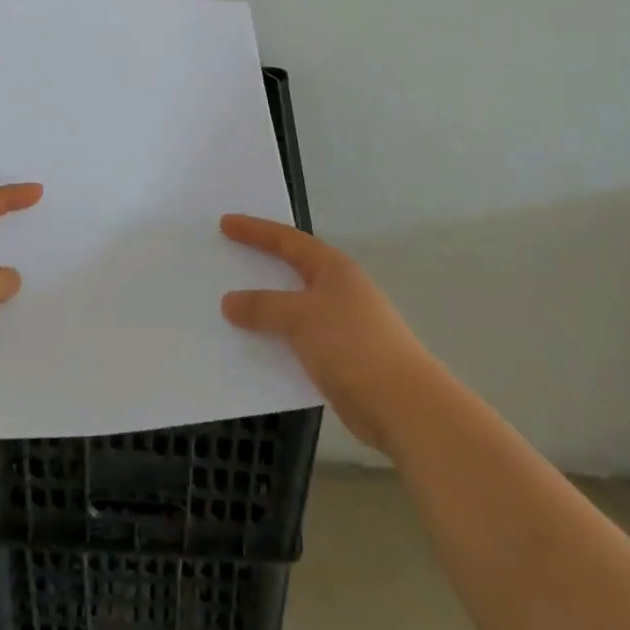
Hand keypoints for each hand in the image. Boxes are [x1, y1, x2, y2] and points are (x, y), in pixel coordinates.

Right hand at [220, 214, 439, 452]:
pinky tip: (254, 346)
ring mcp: (340, 323)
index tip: (225, 223)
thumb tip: (229, 301)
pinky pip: (297, 338)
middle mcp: (338, 289)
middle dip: (260, 264)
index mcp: (333, 268)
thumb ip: (264, 307)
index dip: (255, 230)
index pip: (287, 240)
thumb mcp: (302, 318)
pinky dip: (275, 338)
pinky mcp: (339, 356)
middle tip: (226, 257)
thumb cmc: (353, 346)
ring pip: (293, 306)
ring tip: (230, 305)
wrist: (403, 405)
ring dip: (265, 306)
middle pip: (291, 269)